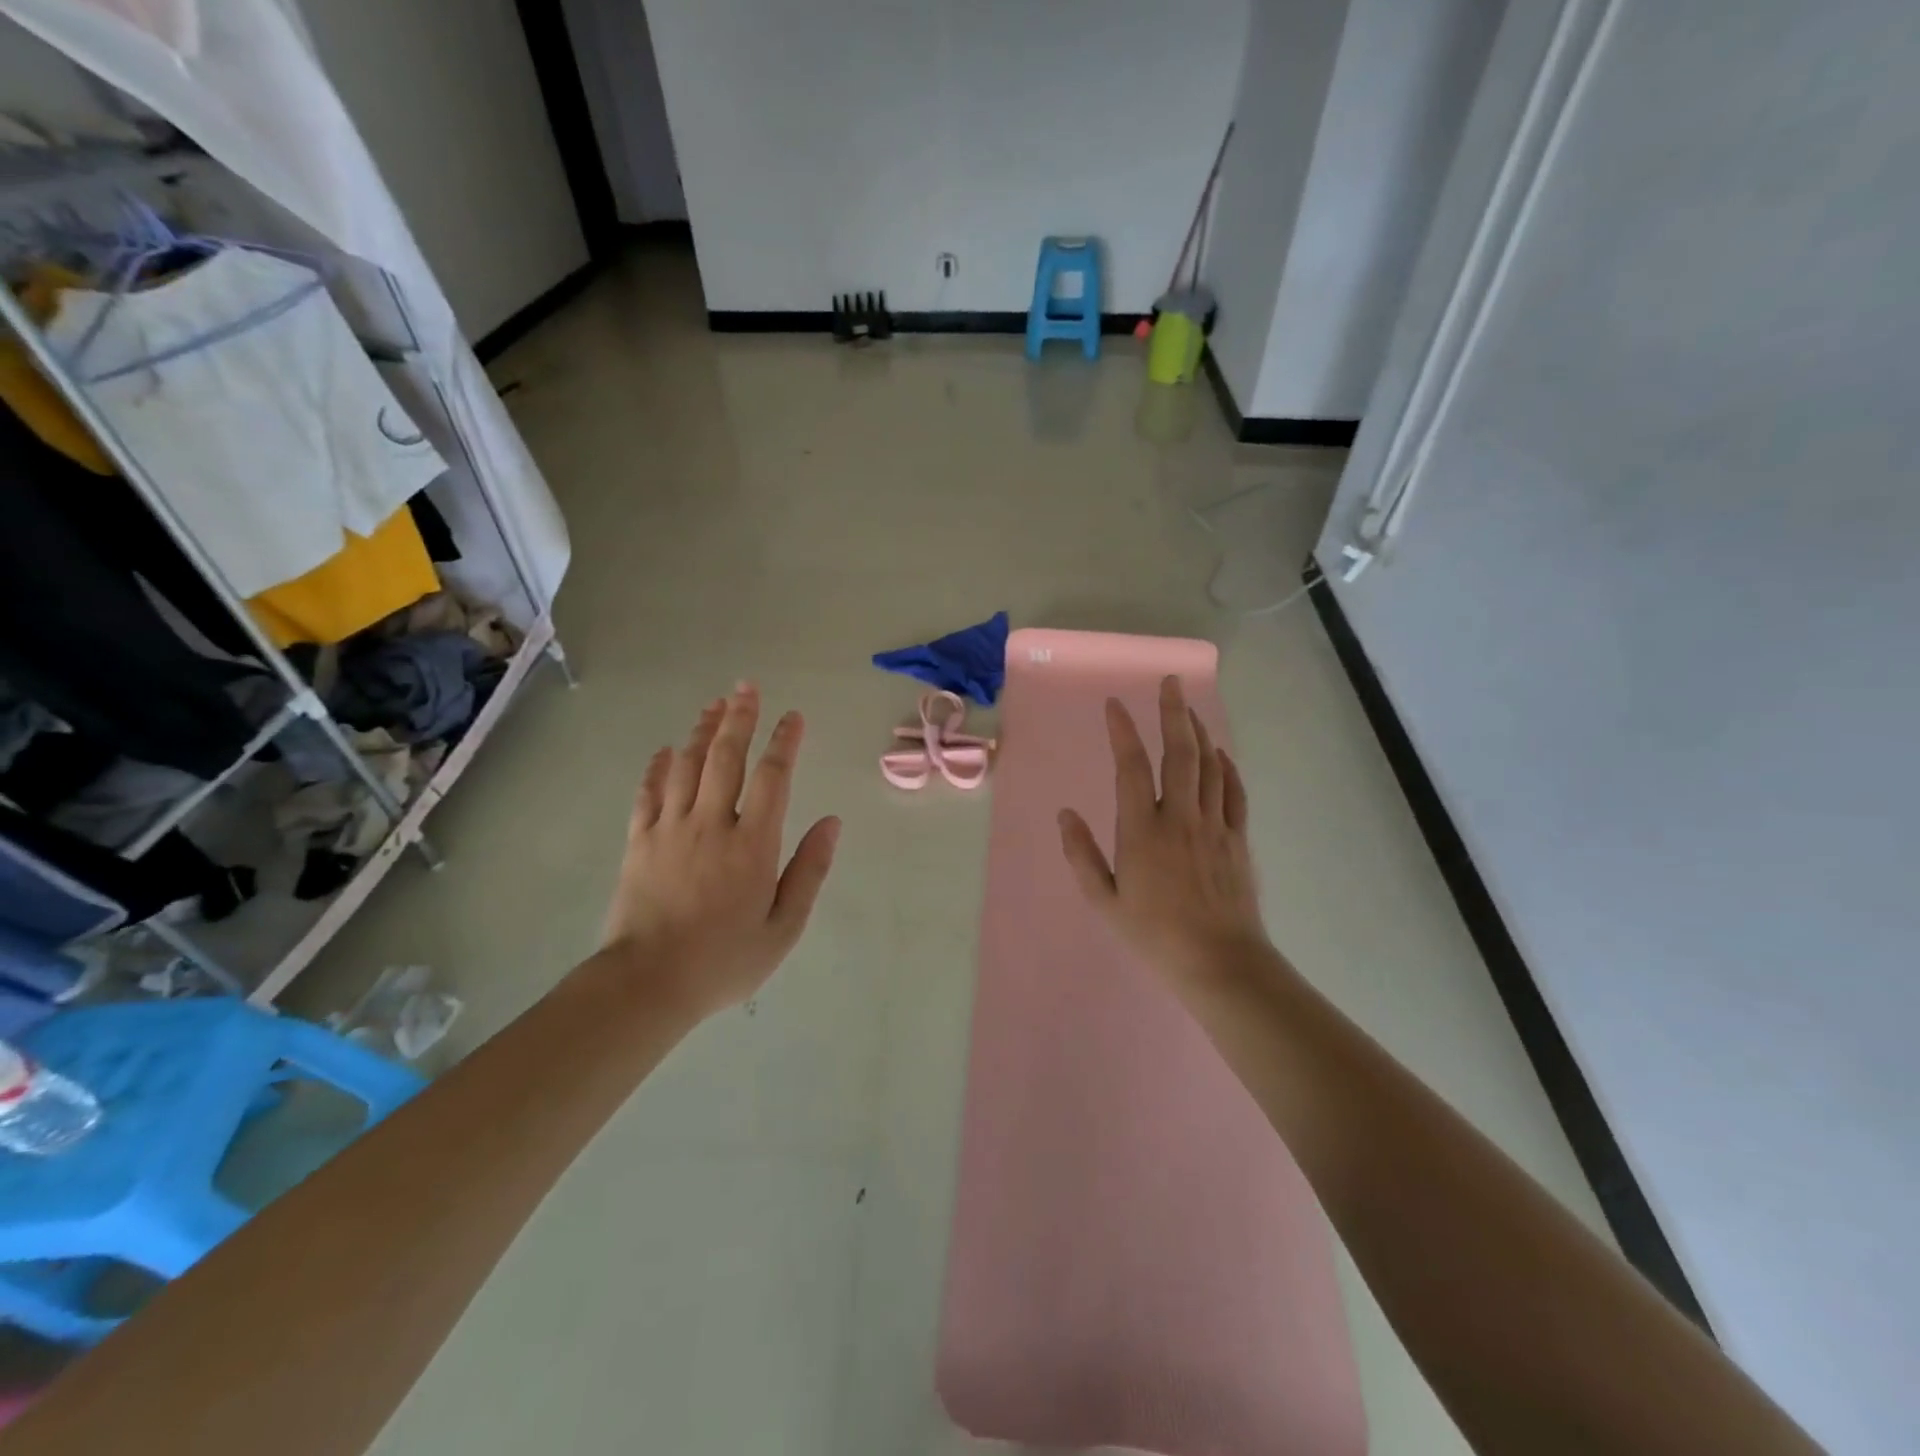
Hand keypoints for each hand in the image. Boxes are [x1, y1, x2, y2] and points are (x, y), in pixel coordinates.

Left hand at [598, 683, 840, 1019]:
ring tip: (714, 705)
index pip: (773, 777)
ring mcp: (671, 829)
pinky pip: (648, 793)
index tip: (793, 716)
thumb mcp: (784, 927)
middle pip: (726, 757)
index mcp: (753, 844)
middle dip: (739, 718)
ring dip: (702, 731)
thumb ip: (810, 871)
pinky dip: (658, 767)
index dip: (784, 742)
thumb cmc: (724, 960)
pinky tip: (665, 750)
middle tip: (746, 687)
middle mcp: (712, 824)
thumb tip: (832, 823)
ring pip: (687, 766)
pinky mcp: (639, 842)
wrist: (648, 984)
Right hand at [1058, 675, 1271, 988]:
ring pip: (1209, 765)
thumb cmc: (1154, 935)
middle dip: (1173, 712)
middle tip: (1170, 682)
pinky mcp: (1237, 838)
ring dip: (1199, 732)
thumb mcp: (1104, 901)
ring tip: (1190, 708)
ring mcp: (1213, 825)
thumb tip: (1064, 815)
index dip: (1123, 732)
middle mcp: (1180, 817)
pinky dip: (1227, 767)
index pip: (1131, 767)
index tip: (1115, 705)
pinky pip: (1234, 791)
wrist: (1219, 962)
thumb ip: (1082, 855)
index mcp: (1142, 831)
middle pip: (1179, 753)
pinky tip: (1220, 754)